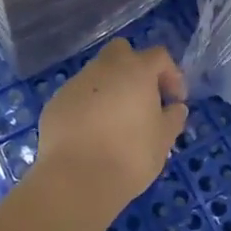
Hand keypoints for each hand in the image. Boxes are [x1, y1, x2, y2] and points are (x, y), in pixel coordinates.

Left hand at [33, 39, 188, 217]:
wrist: (76, 179)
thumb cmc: (130, 156)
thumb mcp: (163, 140)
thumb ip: (173, 118)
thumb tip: (175, 108)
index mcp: (136, 70)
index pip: (159, 56)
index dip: (171, 75)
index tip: (175, 100)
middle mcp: (104, 67)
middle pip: (122, 51)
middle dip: (134, 68)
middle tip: (142, 98)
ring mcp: (75, 83)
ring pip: (97, 74)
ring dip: (109, 89)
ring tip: (116, 122)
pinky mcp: (55, 103)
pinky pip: (77, 96)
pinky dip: (87, 107)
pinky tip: (91, 135)